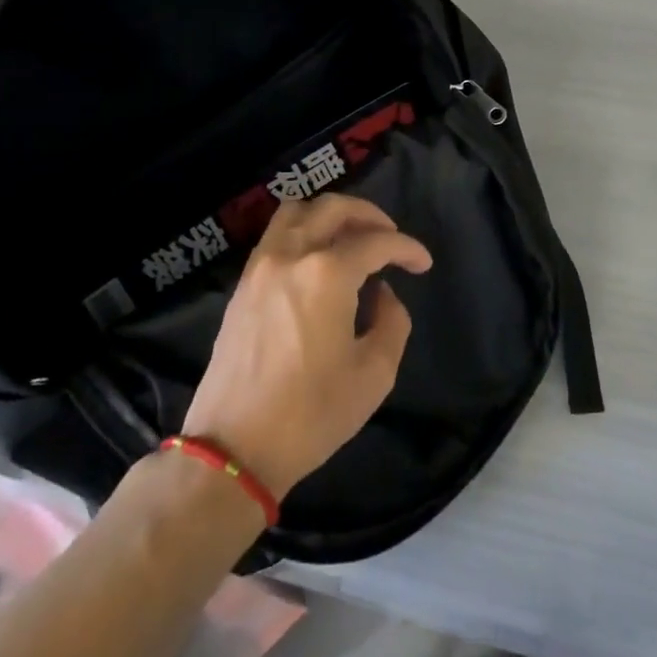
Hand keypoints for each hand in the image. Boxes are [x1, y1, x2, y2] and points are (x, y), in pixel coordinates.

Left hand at [182, 194, 431, 500]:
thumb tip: (383, 294)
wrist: (234, 447)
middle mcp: (291, 256)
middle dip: (370, 216)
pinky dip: (303, 232)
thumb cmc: (311, 414)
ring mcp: (260, 267)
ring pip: (297, 212)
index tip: (423, 264)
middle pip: (333, 208)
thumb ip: (392, 322)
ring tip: (352, 240)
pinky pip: (276, 236)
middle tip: (391, 239)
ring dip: (330, 216)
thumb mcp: (374, 374)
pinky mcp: (242, 285)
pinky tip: (318, 260)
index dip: (406, 248)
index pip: (377, 242)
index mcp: (327, 274)